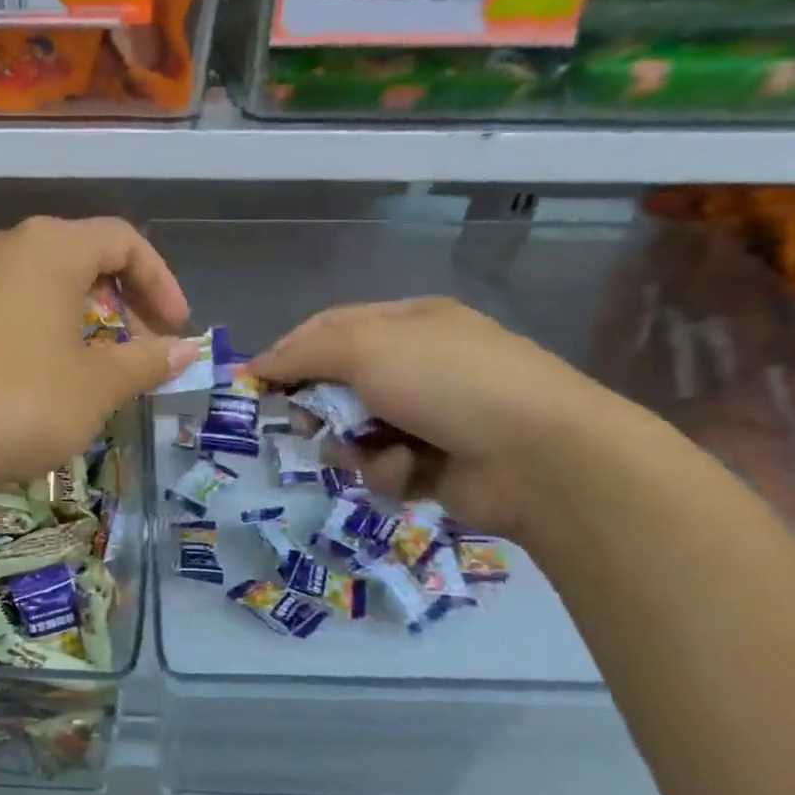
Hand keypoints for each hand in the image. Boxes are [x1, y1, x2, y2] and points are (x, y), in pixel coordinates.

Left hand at [0, 217, 197, 498]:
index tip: (177, 330)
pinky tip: (49, 371)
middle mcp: (9, 247)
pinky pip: (15, 304)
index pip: (124, 240)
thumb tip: (188, 349)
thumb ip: (146, 361)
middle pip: (84, 254)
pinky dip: (48, 326)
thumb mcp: (95, 386)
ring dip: (86, 314)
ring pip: (47, 281)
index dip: (161, 282)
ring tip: (102, 360)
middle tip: (145, 344)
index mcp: (51, 247)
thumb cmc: (17, 402)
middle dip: (125, 297)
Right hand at [252, 298, 630, 535]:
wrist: (538, 455)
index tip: (257, 380)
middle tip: (305, 422)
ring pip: (355, 430)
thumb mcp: (365, 348)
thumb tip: (257, 364)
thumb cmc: (445, 381)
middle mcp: (417, 366)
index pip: (330, 329)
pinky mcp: (435, 465)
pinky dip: (387, 469)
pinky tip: (407, 470)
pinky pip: (383, 465)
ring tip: (366, 452)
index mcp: (407, 324)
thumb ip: (303, 353)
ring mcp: (429, 417)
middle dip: (319, 404)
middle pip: (338, 383)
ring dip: (351, 444)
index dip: (290, 351)